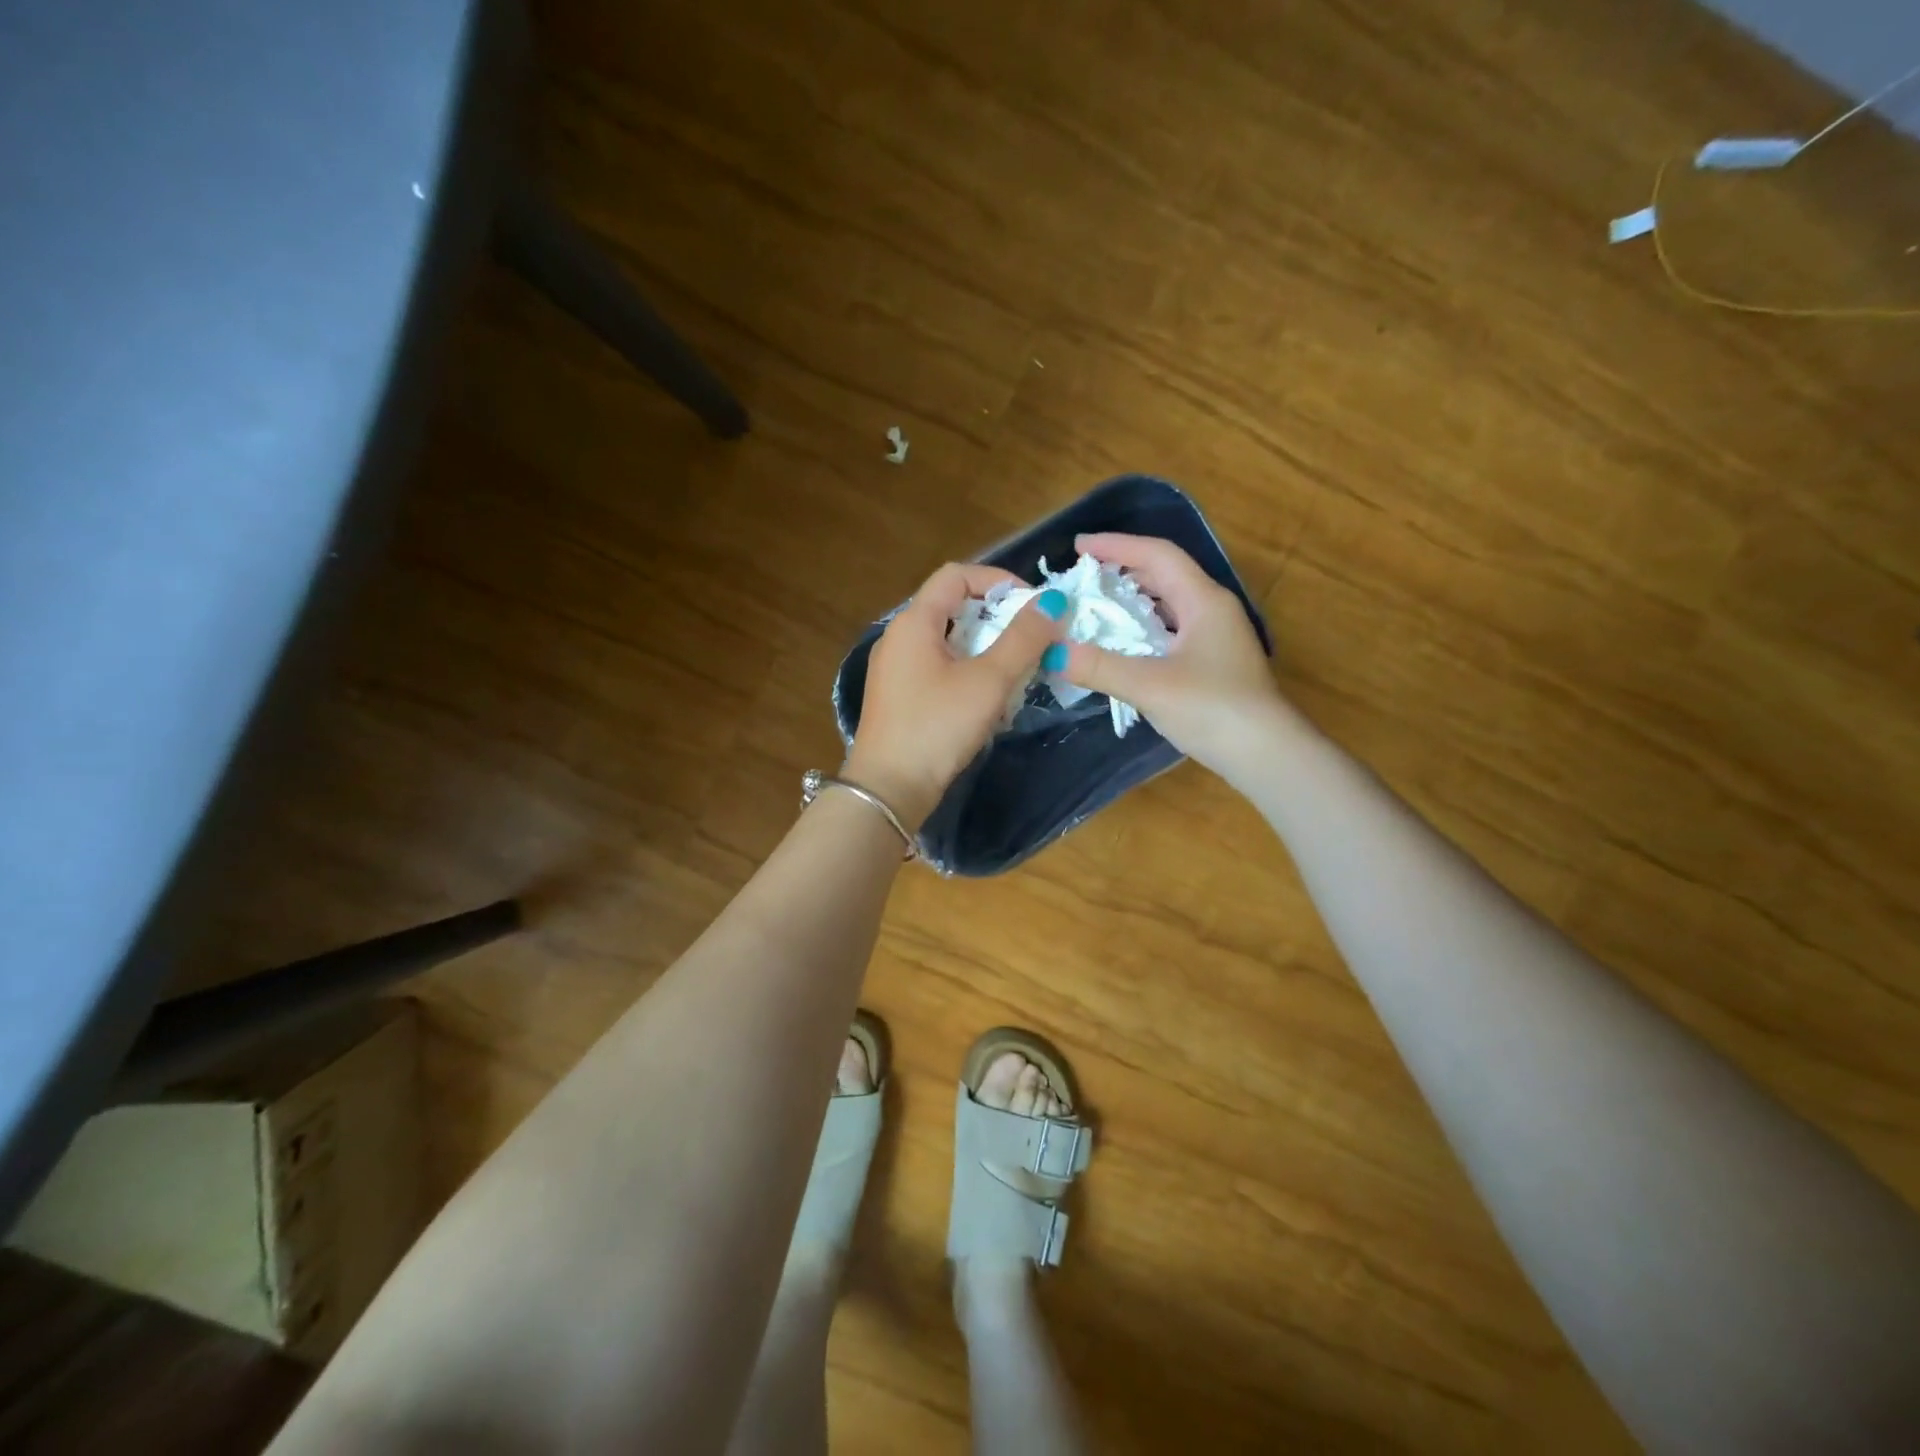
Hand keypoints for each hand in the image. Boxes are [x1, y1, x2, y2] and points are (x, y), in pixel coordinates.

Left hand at [845, 563, 1066, 829]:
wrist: (888, 790)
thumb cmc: (937, 727)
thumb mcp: (988, 681)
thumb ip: (1023, 639)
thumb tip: (1053, 602)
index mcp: (914, 622)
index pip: (956, 575)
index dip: (998, 580)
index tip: (1032, 605)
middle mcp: (899, 637)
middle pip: (953, 606)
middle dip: (996, 617)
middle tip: (1031, 639)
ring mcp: (894, 668)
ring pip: (948, 640)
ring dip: (985, 647)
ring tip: (1016, 669)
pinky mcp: (898, 696)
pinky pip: (937, 667)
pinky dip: (967, 670)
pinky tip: (988, 698)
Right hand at [1060, 532, 1287, 777]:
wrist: (1266, 755)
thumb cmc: (1213, 709)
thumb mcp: (1149, 685)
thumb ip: (1098, 666)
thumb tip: (1051, 651)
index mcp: (1204, 600)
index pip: (1158, 555)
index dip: (1116, 545)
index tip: (1078, 546)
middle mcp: (1213, 610)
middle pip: (1164, 574)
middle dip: (1122, 570)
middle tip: (1083, 578)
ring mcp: (1216, 637)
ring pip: (1168, 603)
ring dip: (1133, 600)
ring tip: (1096, 606)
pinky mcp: (1213, 663)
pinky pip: (1170, 630)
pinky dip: (1142, 628)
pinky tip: (1122, 644)